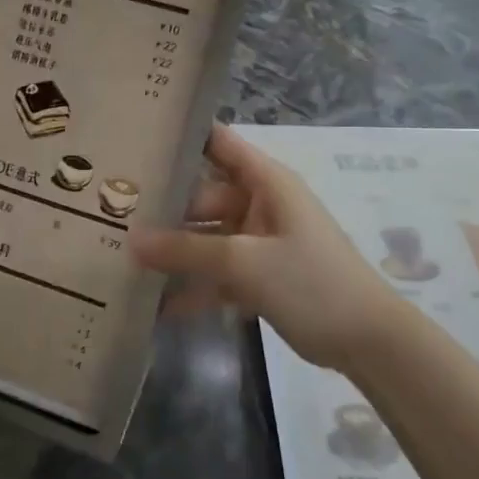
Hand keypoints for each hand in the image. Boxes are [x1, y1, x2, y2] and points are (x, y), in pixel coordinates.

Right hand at [130, 124, 412, 370]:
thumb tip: (131, 240)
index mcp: (266, 183)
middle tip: (110, 217)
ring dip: (174, 252)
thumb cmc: (312, 282)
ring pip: (206, 238)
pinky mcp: (258, 277)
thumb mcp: (244, 262)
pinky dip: (193, 286)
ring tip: (122, 259)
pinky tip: (156, 305)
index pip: (218, 143)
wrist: (368, 342)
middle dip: (163, 208)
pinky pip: (216, 273)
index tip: (134, 138)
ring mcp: (258, 242)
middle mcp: (259, 205)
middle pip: (202, 196)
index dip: (181, 136)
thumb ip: (186, 249)